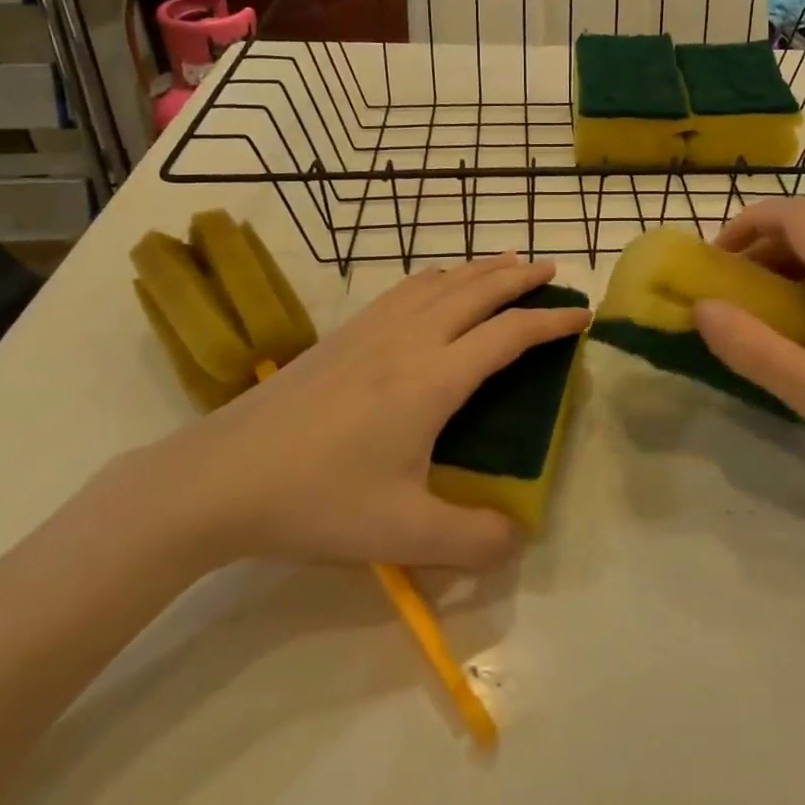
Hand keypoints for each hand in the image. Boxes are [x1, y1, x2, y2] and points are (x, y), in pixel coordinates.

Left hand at [135, 255, 588, 573]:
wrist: (222, 476)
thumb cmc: (317, 500)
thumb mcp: (404, 534)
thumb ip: (473, 540)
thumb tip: (519, 537)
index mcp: (434, 378)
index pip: (509, 335)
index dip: (551, 323)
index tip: (583, 314)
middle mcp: (410, 340)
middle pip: (478, 290)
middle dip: (521, 277)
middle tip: (553, 271)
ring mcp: (372, 330)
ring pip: (440, 282)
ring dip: (480, 268)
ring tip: (506, 264)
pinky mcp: (343, 334)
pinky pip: (406, 289)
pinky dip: (439, 277)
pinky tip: (436, 287)